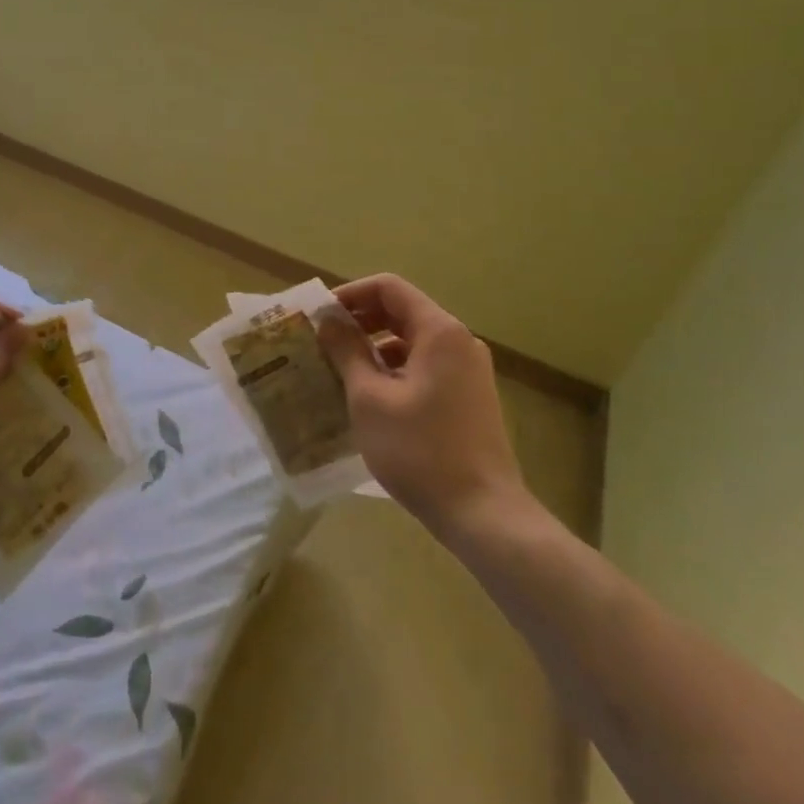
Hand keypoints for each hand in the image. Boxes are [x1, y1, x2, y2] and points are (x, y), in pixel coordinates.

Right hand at [317, 274, 529, 535]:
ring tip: (338, 369)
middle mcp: (458, 342)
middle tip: (322, 341)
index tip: (319, 316)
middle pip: (401, 311)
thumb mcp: (370, 397)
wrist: (484, 515)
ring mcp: (468, 370)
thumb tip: (328, 319)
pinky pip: (424, 366)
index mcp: (439, 331)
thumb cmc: (420, 450)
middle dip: (359, 321)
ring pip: (411, 341)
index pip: (388, 288)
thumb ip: (347, 350)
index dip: (350, 294)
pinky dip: (393, 369)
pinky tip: (368, 396)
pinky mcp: (468, 397)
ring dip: (373, 347)